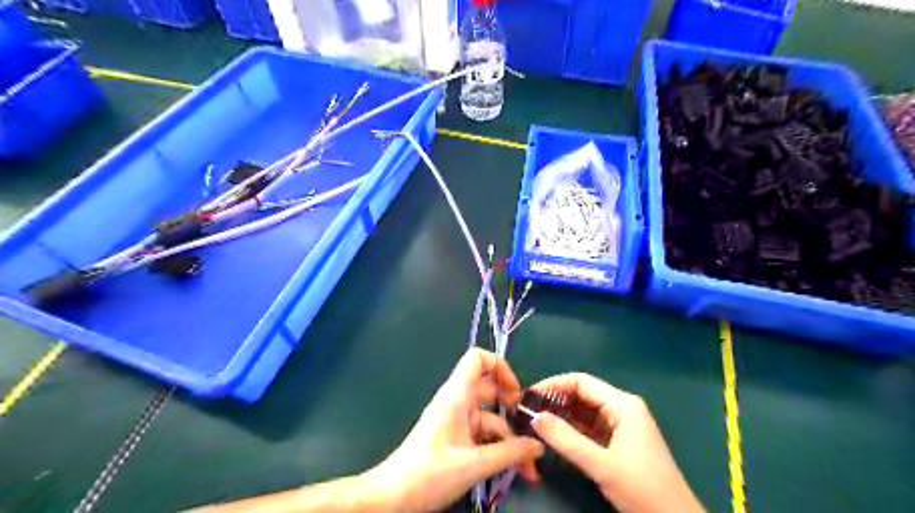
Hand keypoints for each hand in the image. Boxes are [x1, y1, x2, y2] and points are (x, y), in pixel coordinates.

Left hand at [365, 348, 545, 512]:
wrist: (393, 498)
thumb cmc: (430, 473)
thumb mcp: (475, 464)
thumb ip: (510, 454)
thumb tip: (539, 446)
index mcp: (457, 394)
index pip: (478, 359)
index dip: (500, 367)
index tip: (517, 393)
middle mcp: (458, 402)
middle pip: (490, 390)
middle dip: (513, 410)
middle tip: (531, 430)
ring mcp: (457, 421)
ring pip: (491, 419)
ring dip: (510, 440)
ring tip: (529, 469)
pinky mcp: (456, 439)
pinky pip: (483, 436)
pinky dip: (499, 449)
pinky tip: (514, 470)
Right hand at [534, 372, 702, 511]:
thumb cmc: (643, 490)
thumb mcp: (601, 465)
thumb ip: (566, 440)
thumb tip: (535, 417)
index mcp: (623, 404)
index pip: (581, 382)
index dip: (553, 385)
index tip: (529, 396)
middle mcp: (622, 408)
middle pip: (582, 395)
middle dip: (554, 400)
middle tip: (527, 410)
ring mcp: (621, 425)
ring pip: (584, 412)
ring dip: (561, 415)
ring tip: (535, 421)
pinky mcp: (618, 441)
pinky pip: (589, 427)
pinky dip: (571, 429)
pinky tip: (554, 435)